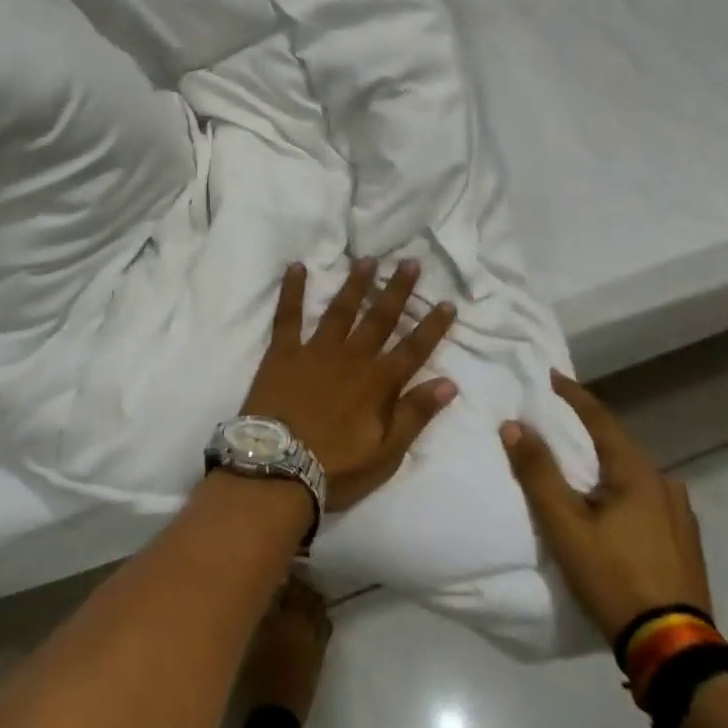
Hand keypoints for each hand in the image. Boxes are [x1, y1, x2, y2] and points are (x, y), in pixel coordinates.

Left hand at [242, 258, 457, 511]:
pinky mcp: (283, 351)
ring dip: (356, 283)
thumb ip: (415, 415)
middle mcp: (351, 358)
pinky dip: (292, 289)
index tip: (446, 302)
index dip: (432, 326)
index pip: (413, 349)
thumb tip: (449, 383)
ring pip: (341, 310)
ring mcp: (315, 351)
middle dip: (397, 290)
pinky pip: (288, 314)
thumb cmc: (336, 468)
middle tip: (409, 262)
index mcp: (378, 383)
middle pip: (380, 318)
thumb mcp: (386, 453)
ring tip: (367, 259)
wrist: (278, 468)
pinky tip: (296, 266)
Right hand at [501, 371, 711, 641]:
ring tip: (579, 460)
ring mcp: (680, 514)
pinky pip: (646, 496)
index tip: (549, 375)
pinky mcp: (684, 541)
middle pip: (618, 442)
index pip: (599, 417)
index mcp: (636, 472)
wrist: (674, 649)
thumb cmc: (614, 576)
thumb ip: (538, 472)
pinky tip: (611, 502)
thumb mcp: (565, 525)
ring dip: (605, 458)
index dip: (572, 394)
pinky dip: (621, 486)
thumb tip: (514, 424)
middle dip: (586, 426)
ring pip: (634, 471)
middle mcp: (664, 483)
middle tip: (555, 416)